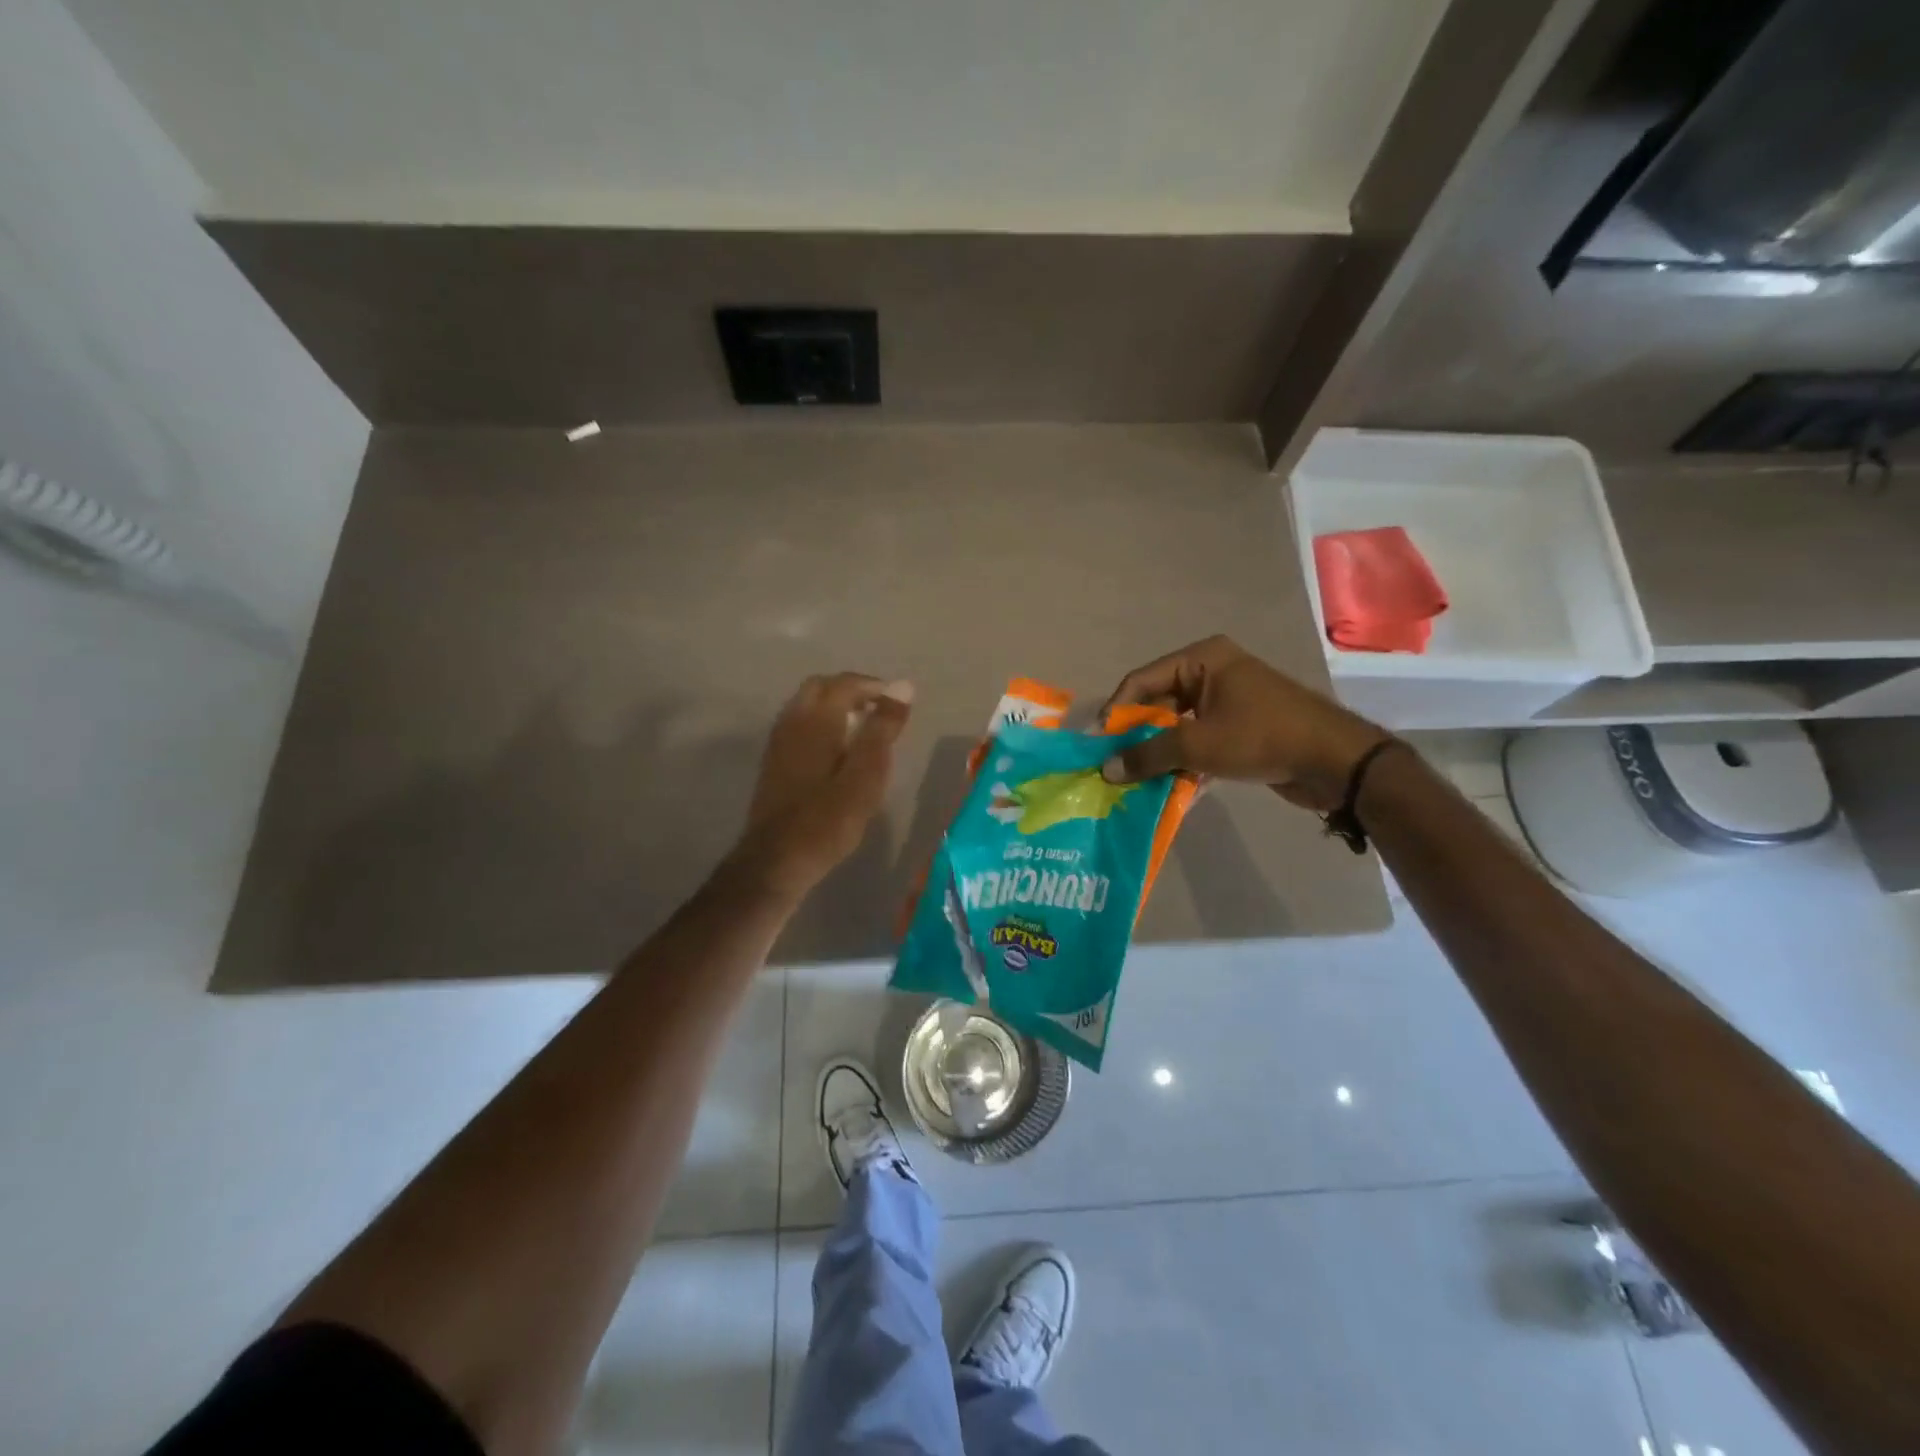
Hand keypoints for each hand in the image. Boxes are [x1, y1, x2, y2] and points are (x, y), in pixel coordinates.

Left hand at [730, 673, 913, 897]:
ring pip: (806, 706)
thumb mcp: (866, 775)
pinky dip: (821, 725)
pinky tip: (836, 753)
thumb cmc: (828, 819)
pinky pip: (798, 726)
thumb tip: (903, 685)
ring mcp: (779, 743)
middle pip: (820, 688)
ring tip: (862, 731)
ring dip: (834, 708)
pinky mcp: (774, 764)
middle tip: (879, 712)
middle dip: (851, 691)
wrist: (776, 860)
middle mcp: (792, 722)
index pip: (845, 683)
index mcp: (816, 720)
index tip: (898, 703)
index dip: (873, 686)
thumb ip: (883, 728)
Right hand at [1098, 635, 1386, 811]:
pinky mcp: (1239, 728)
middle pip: (1158, 703)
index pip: (1142, 680)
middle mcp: (1212, 673)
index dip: (1116, 712)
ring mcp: (1228, 701)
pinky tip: (1167, 788)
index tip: (1098, 744)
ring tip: (1134, 781)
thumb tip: (1106, 769)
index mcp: (1202, 659)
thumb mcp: (1198, 745)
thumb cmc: (1262, 737)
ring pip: (1177, 726)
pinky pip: (1198, 741)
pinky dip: (1183, 761)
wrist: (1335, 762)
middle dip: (1136, 736)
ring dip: (1158, 753)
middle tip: (1113, 765)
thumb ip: (1148, 755)